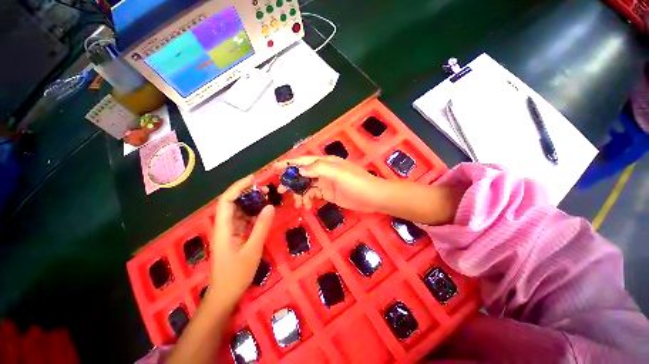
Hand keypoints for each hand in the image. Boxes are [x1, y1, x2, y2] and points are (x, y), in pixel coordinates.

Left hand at [208, 175, 274, 307]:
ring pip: (239, 211)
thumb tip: (270, 206)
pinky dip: (254, 214)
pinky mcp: (235, 236)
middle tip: (266, 188)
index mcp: (223, 228)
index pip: (227, 201)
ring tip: (267, 197)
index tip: (253, 179)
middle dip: (247, 192)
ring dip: (252, 203)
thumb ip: (261, 227)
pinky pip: (244, 220)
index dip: (238, 187)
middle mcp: (224, 226)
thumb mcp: (252, 249)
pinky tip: (264, 212)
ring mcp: (229, 232)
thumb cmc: (236, 274)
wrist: (225, 295)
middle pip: (232, 203)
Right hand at [273, 156, 384, 211]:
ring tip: (298, 204)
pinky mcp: (328, 194)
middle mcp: (323, 171)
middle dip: (292, 181)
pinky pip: (313, 195)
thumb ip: (318, 169)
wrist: (372, 197)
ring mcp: (325, 183)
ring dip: (300, 194)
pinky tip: (307, 207)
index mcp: (325, 163)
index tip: (274, 169)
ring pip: (307, 186)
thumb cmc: (356, 183)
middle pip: (303, 174)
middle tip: (282, 191)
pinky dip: (308, 200)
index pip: (303, 161)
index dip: (289, 164)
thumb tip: (300, 169)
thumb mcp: (338, 173)